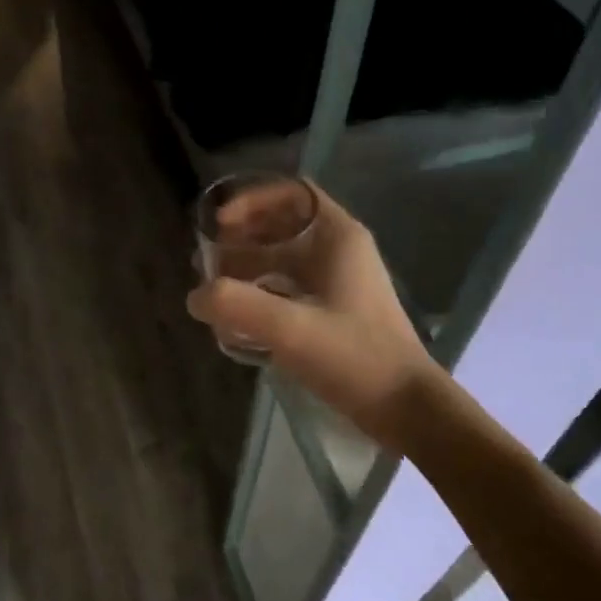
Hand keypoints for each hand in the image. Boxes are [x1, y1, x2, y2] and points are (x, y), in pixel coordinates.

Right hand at [186, 183, 438, 437]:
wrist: (406, 408)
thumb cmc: (355, 358)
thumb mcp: (290, 329)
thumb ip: (236, 305)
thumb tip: (195, 296)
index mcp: (337, 237)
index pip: (290, 193)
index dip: (250, 201)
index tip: (218, 225)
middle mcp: (339, 251)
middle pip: (281, 225)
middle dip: (240, 238)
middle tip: (206, 262)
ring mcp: (338, 282)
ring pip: (282, 258)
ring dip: (246, 268)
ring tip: (214, 291)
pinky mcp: (334, 311)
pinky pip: (288, 288)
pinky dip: (260, 294)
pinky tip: (237, 319)